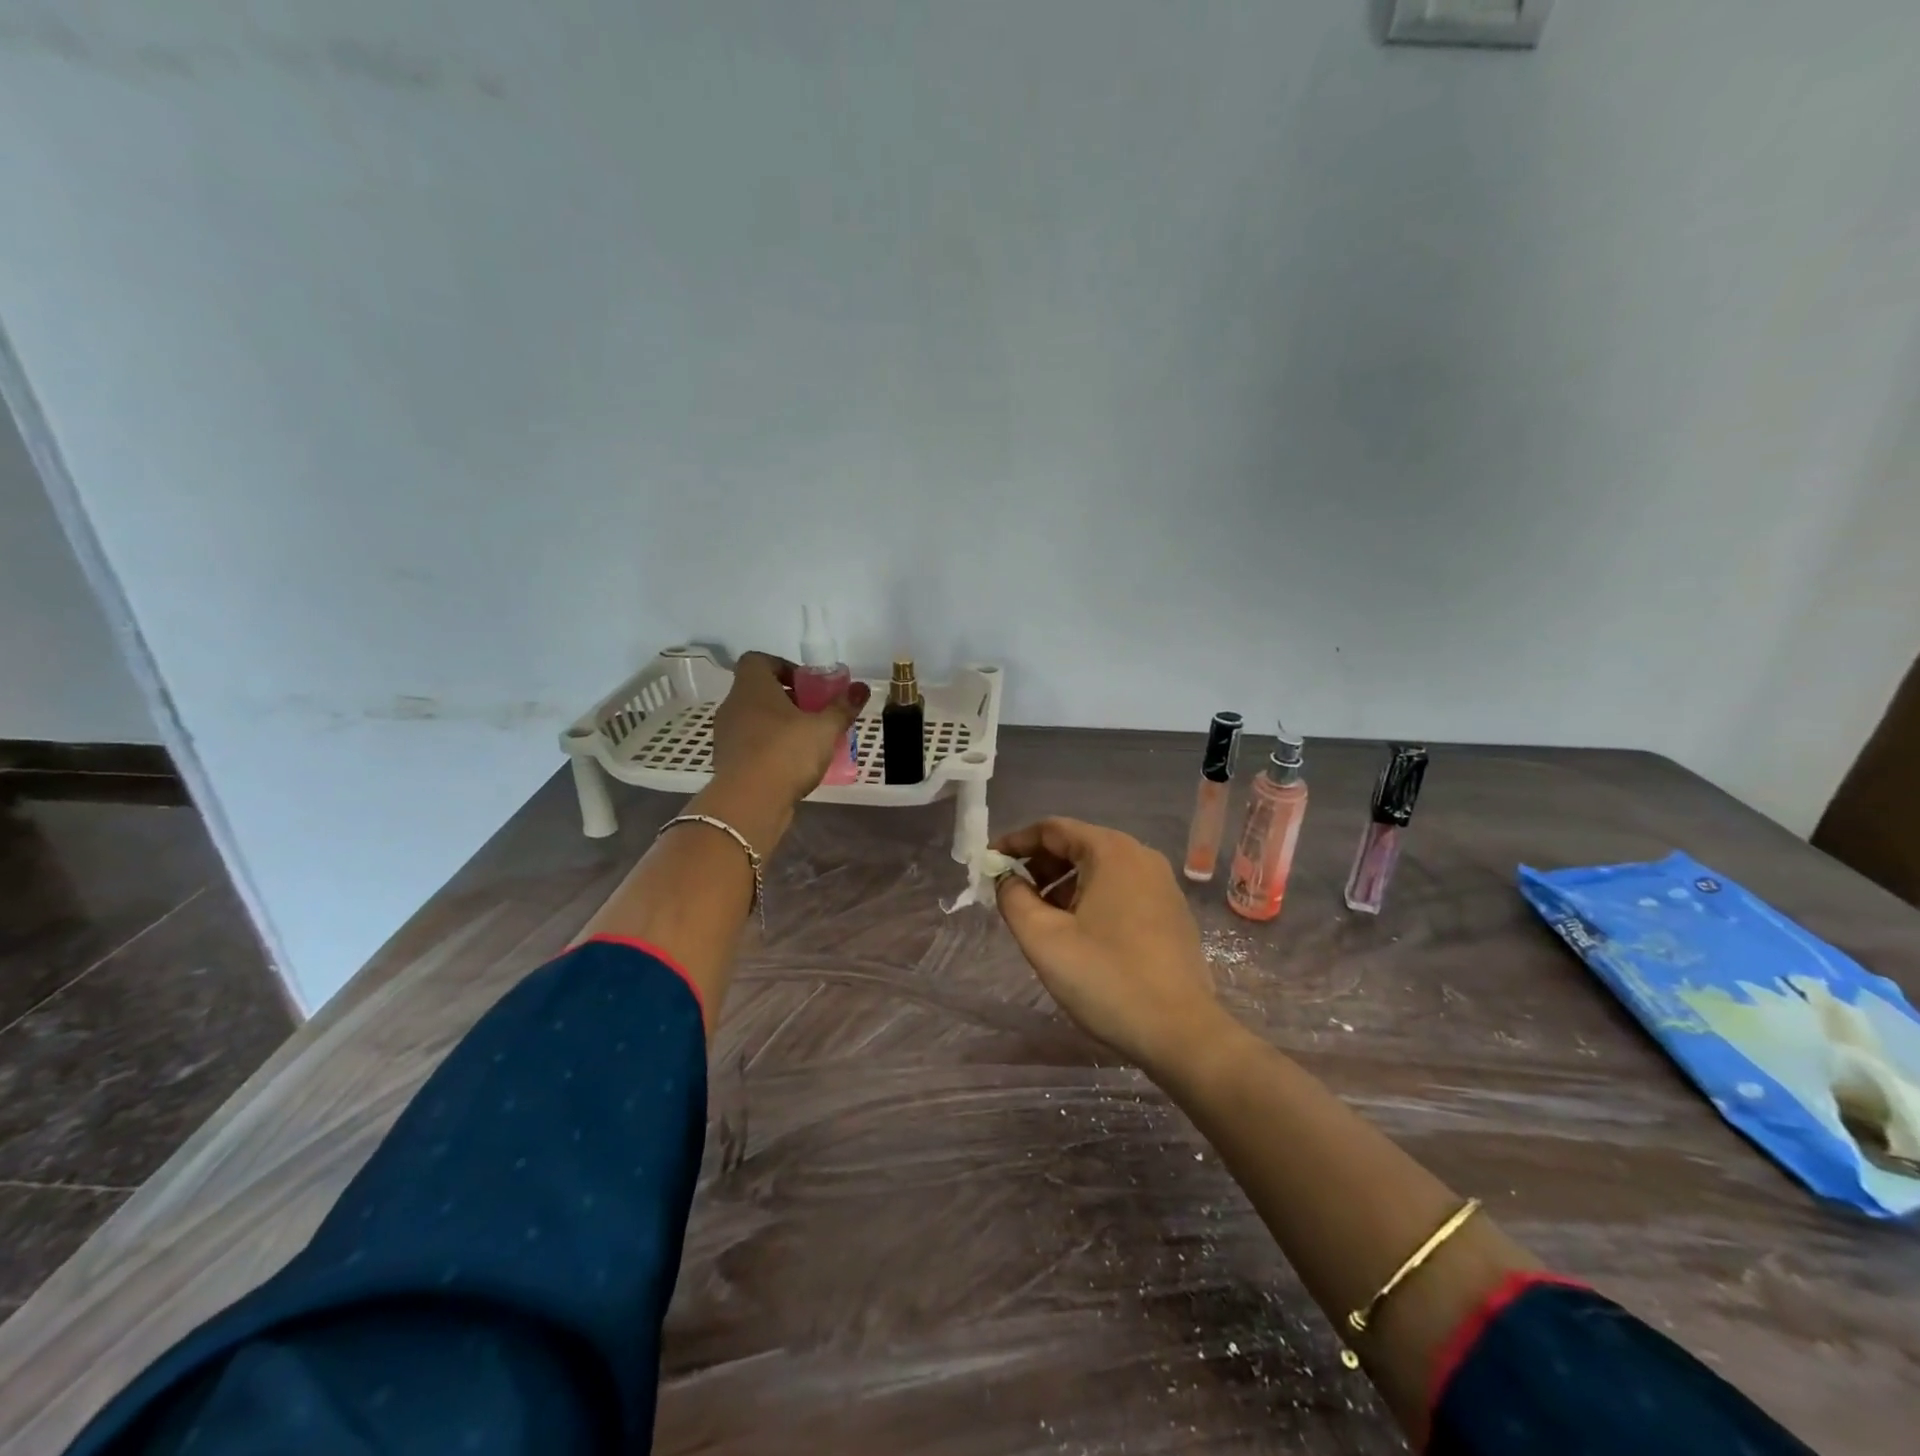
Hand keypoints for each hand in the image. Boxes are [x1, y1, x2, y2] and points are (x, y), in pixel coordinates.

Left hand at [710, 651, 870, 806]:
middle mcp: (733, 706)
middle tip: (814, 714)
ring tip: (807, 743)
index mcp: (752, 687)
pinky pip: (750, 746)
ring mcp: (726, 736)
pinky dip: (769, 750)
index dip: (782, 666)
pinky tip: (792, 766)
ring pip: (754, 720)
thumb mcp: (824, 729)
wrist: (749, 803)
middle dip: (787, 700)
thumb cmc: (786, 752)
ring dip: (778, 726)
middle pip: (758, 692)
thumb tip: (862, 688)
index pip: (758, 660)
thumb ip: (842, 708)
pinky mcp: (727, 763)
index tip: (807, 685)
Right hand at [994, 817, 1225, 1074]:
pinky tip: (1076, 932)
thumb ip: (1014, 899)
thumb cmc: (1106, 978)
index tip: (988, 862)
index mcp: (1111, 851)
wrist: (1181, 1032)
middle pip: (1078, 845)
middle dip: (1039, 865)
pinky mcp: (1171, 912)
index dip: (1015, 842)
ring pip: (1099, 869)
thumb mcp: (1044, 939)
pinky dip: (1090, 898)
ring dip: (1063, 884)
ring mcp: (1162, 884)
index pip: (1052, 829)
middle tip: (1011, 892)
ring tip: (1039, 916)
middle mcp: (1141, 856)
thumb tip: (1007, 879)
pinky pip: (1120, 889)